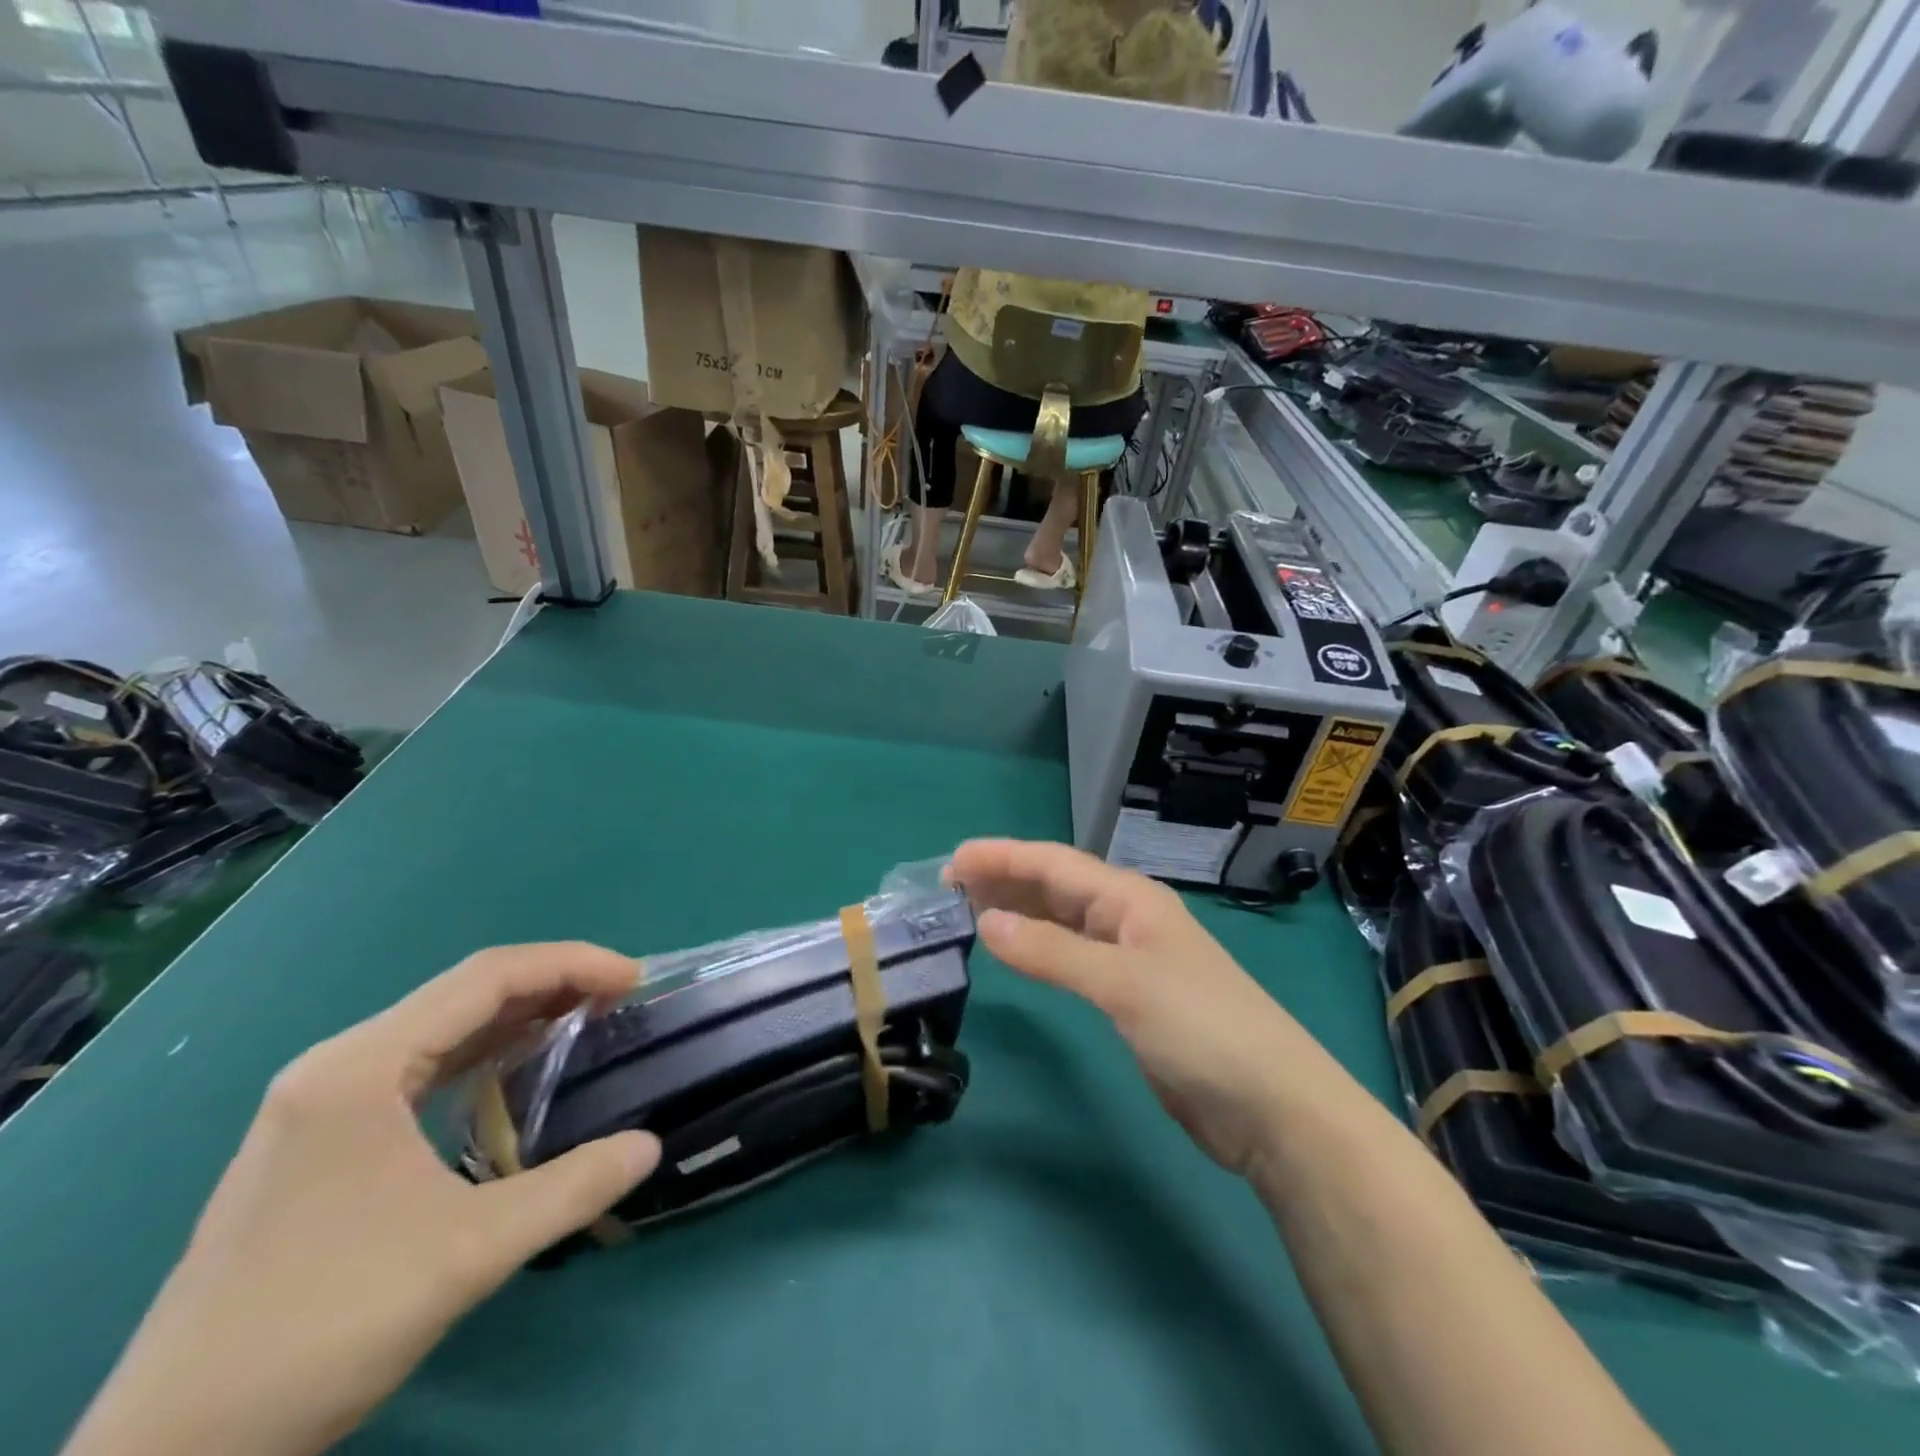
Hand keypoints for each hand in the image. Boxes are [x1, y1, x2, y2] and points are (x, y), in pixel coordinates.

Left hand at [65, 944, 662, 1455]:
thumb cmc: (320, 1327)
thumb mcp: (466, 1255)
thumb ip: (571, 1190)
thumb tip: (650, 1146)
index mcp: (360, 1068)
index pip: (485, 978)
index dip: (570, 964)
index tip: (633, 980)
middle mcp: (337, 1067)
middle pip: (464, 993)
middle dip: (551, 985)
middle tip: (620, 999)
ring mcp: (321, 1104)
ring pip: (441, 1028)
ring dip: (518, 1017)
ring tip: (585, 1021)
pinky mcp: (320, 1141)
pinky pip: (420, 1067)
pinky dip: (482, 1054)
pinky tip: (515, 1072)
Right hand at [948, 839, 1326, 1176]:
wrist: (1272, 1107)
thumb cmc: (1200, 1029)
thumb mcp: (1122, 983)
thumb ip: (1052, 952)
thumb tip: (987, 922)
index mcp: (1131, 900)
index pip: (1056, 864)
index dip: (1004, 857)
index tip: (954, 860)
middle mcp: (1128, 919)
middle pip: (1057, 886)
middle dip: (1006, 880)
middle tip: (950, 886)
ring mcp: (1130, 958)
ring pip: (1062, 920)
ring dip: (1018, 911)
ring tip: (969, 910)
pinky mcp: (1129, 996)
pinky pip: (1070, 956)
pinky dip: (1038, 948)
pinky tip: (1016, 951)